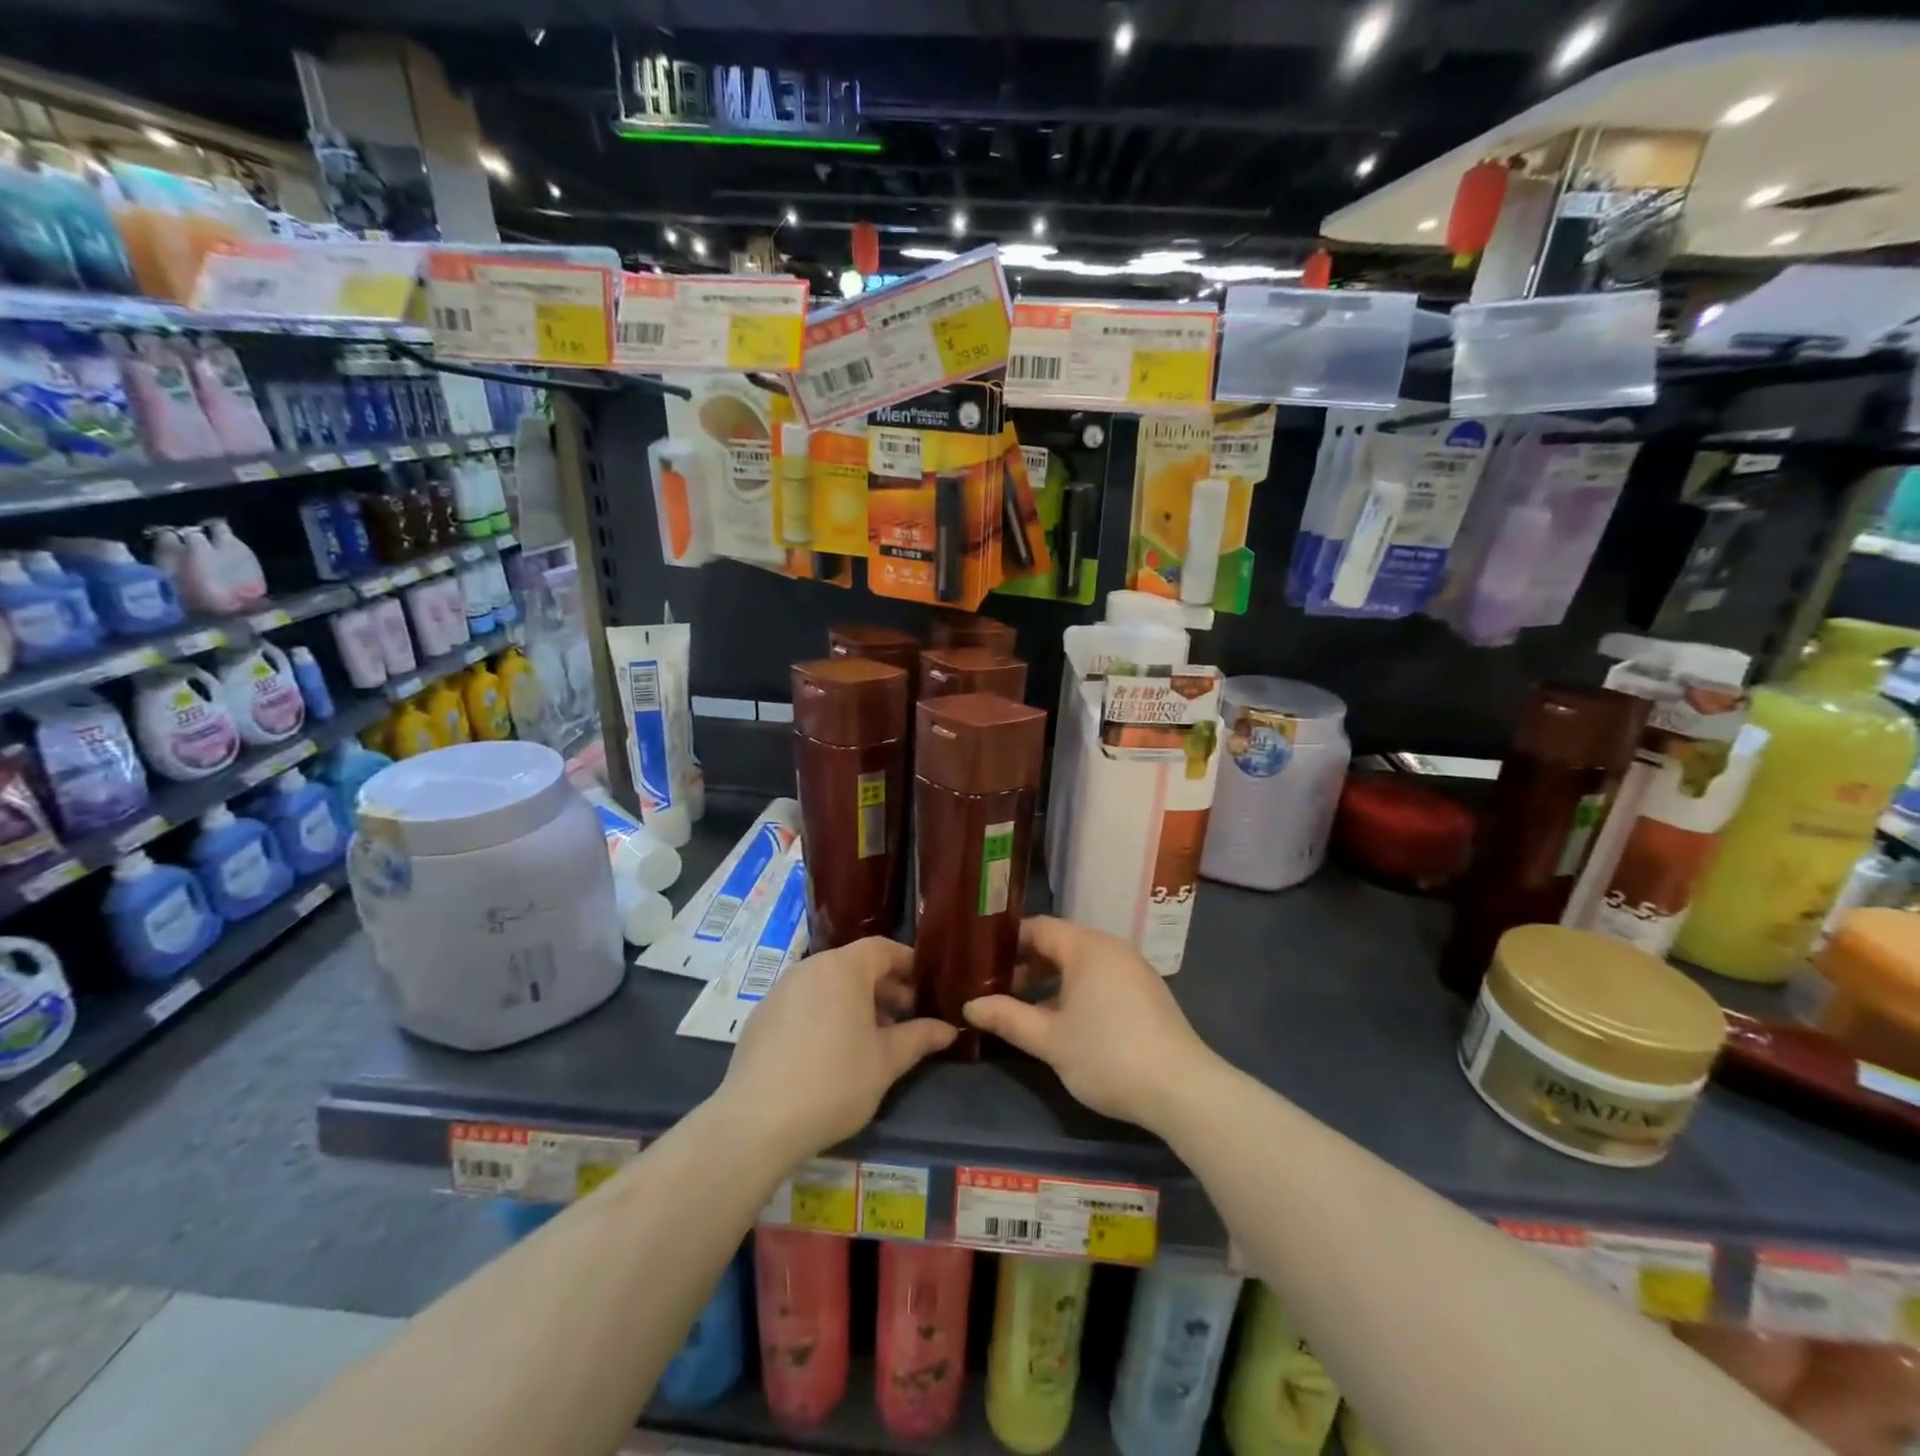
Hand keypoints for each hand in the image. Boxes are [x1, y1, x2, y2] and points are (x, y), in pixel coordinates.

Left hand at [718, 936, 955, 1158]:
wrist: (757, 1122)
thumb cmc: (834, 1082)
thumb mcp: (886, 1062)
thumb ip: (919, 1038)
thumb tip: (948, 1029)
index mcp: (843, 968)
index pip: (883, 948)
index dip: (908, 965)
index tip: (926, 989)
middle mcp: (810, 968)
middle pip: (855, 965)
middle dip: (884, 989)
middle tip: (904, 1021)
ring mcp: (780, 990)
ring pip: (828, 984)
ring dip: (854, 1003)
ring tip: (871, 1040)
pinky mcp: (761, 1016)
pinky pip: (803, 1003)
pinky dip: (824, 1015)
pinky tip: (830, 1054)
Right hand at [964, 916, 1212, 1132]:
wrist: (1181, 1089)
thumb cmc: (1107, 1055)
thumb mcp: (1049, 1040)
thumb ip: (1007, 1018)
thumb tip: (969, 1007)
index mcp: (1087, 947)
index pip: (1038, 928)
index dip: (1007, 942)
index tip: (980, 961)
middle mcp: (1111, 947)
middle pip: (1059, 943)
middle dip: (1026, 964)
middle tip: (994, 987)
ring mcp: (1133, 969)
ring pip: (1080, 963)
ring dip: (1050, 980)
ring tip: (1022, 1006)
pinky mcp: (1146, 992)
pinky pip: (1100, 977)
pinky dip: (1076, 989)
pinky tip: (1063, 1019)